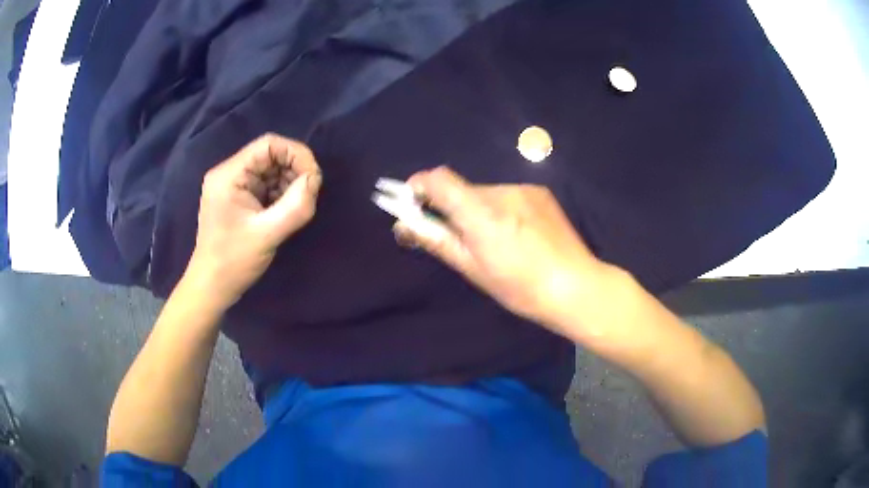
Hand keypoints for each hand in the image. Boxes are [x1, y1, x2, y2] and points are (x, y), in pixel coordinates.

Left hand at [187, 134, 321, 306]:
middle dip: (294, 170)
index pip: (268, 145)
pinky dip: (282, 194)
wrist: (212, 287)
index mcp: (229, 175)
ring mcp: (235, 187)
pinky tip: (286, 212)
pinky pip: (267, 186)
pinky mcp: (240, 199)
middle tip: (309, 194)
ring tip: (298, 206)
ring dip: (290, 183)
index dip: (296, 154)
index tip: (314, 178)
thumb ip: (295, 207)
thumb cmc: (233, 262)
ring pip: (271, 170)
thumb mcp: (267, 235)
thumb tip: (315, 181)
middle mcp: (230, 174)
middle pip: (271, 155)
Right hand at [395, 167, 610, 330]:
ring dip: (478, 210)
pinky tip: (517, 235)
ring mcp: (523, 189)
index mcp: (481, 213)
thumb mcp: (473, 269)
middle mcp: (501, 191)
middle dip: (452, 207)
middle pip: (462, 189)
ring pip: (485, 193)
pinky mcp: (539, 192)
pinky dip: (500, 210)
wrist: (575, 286)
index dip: (419, 186)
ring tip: (495, 241)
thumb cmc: (520, 288)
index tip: (412, 204)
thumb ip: (437, 241)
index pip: (439, 179)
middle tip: (458, 238)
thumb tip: (404, 225)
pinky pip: (507, 195)